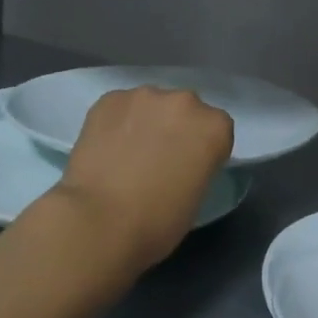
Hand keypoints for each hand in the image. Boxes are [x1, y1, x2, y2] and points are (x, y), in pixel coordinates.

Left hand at [53, 87, 234, 271]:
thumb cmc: (158, 222)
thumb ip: (198, 166)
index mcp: (214, 127)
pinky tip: (106, 148)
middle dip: (175, 129)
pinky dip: (117, 123)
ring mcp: (144, 96)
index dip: (203, 150)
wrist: (100, 221)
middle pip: (185, 111)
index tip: (189, 169)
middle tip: (158, 159)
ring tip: (127, 153)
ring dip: (146, 122)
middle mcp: (184, 102)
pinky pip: (120, 108)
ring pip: (151, 105)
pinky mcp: (109, 99)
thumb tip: (179, 162)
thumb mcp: (197, 196)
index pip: (217, 131)